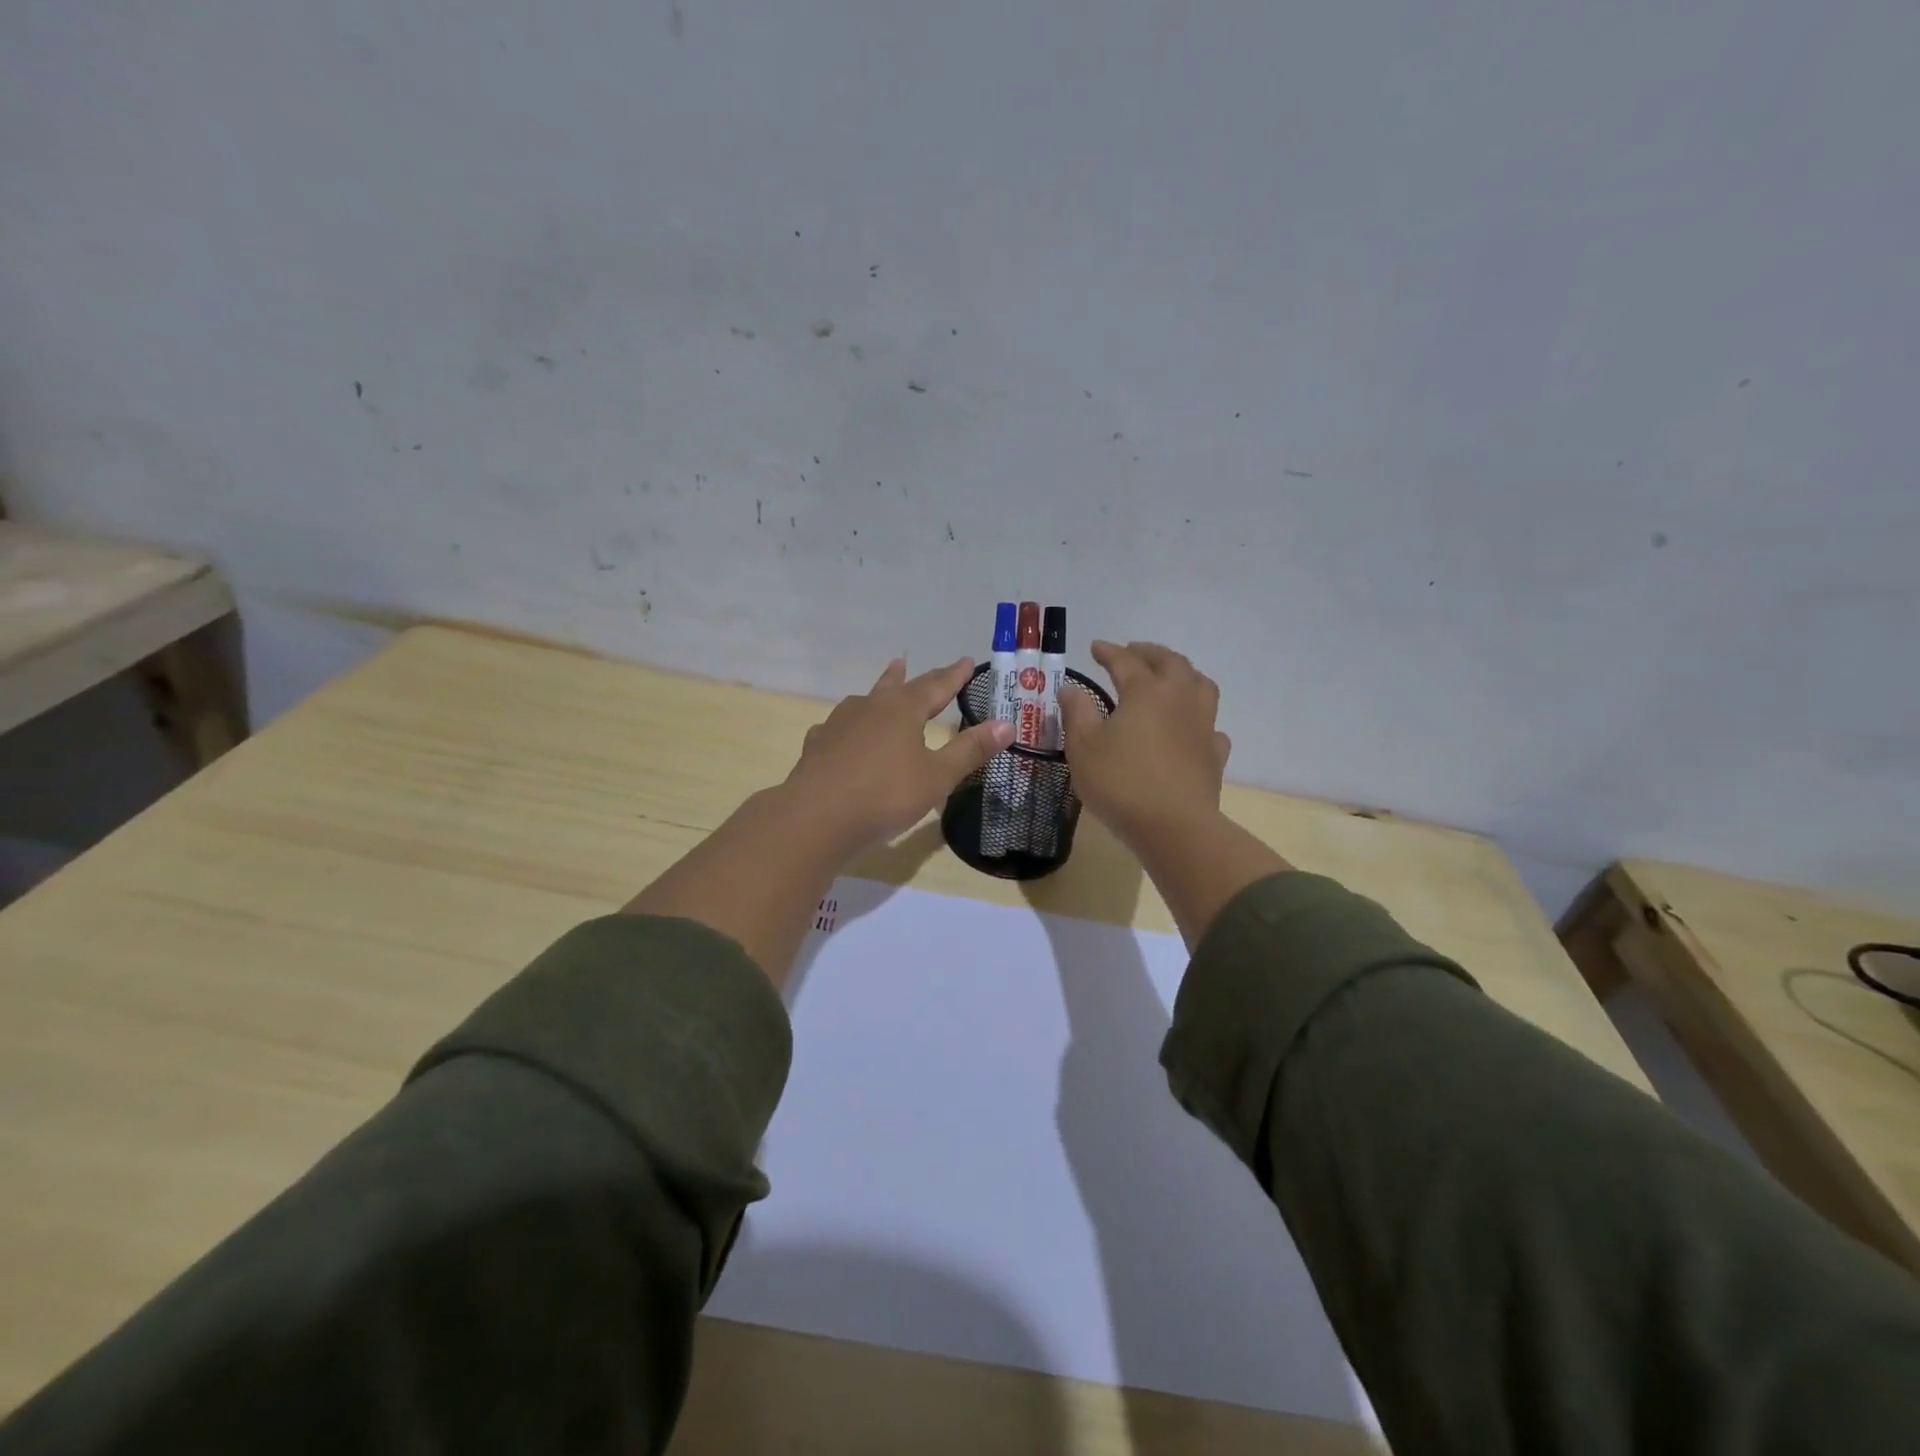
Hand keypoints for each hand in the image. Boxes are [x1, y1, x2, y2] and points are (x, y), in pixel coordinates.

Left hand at [784, 657, 1013, 856]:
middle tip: (913, 664)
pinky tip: (844, 733)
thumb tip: (1007, 725)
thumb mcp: (937, 776)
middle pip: (897, 686)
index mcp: (903, 710)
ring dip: (878, 692)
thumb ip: (970, 750)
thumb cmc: (885, 795)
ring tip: (884, 686)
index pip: (936, 685)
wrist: (816, 817)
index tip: (967, 661)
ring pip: (864, 700)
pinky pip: (839, 726)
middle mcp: (870, 707)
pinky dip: (850, 725)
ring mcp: (840, 724)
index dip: (954, 675)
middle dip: (913, 678)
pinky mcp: (819, 745)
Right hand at [1059, 640, 1231, 850]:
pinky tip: (1189, 727)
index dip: (1108, 652)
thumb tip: (1071, 688)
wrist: (1174, 827)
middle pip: (1170, 662)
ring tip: (1168, 678)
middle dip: (1150, 652)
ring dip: (1183, 674)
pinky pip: (1211, 725)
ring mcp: (1203, 725)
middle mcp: (1179, 698)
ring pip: (1201, 685)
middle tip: (1133, 651)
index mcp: (1146, 691)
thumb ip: (1077, 712)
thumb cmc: (1121, 783)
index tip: (1095, 647)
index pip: (1126, 661)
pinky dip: (1199, 718)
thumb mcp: (1083, 747)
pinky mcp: (1214, 753)